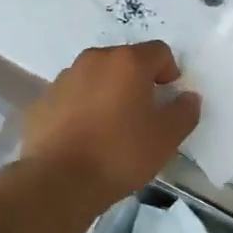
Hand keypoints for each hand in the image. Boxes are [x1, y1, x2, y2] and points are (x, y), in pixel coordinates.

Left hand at [21, 42, 200, 197]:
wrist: (58, 181)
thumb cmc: (120, 153)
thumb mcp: (166, 138)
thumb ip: (184, 112)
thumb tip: (188, 97)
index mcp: (127, 62)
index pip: (159, 51)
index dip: (169, 72)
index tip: (168, 99)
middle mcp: (94, 60)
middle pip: (125, 60)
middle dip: (137, 81)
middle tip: (142, 114)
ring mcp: (64, 78)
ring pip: (96, 77)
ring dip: (108, 92)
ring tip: (110, 127)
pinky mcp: (43, 100)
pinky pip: (72, 96)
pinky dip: (82, 107)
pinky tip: (84, 137)